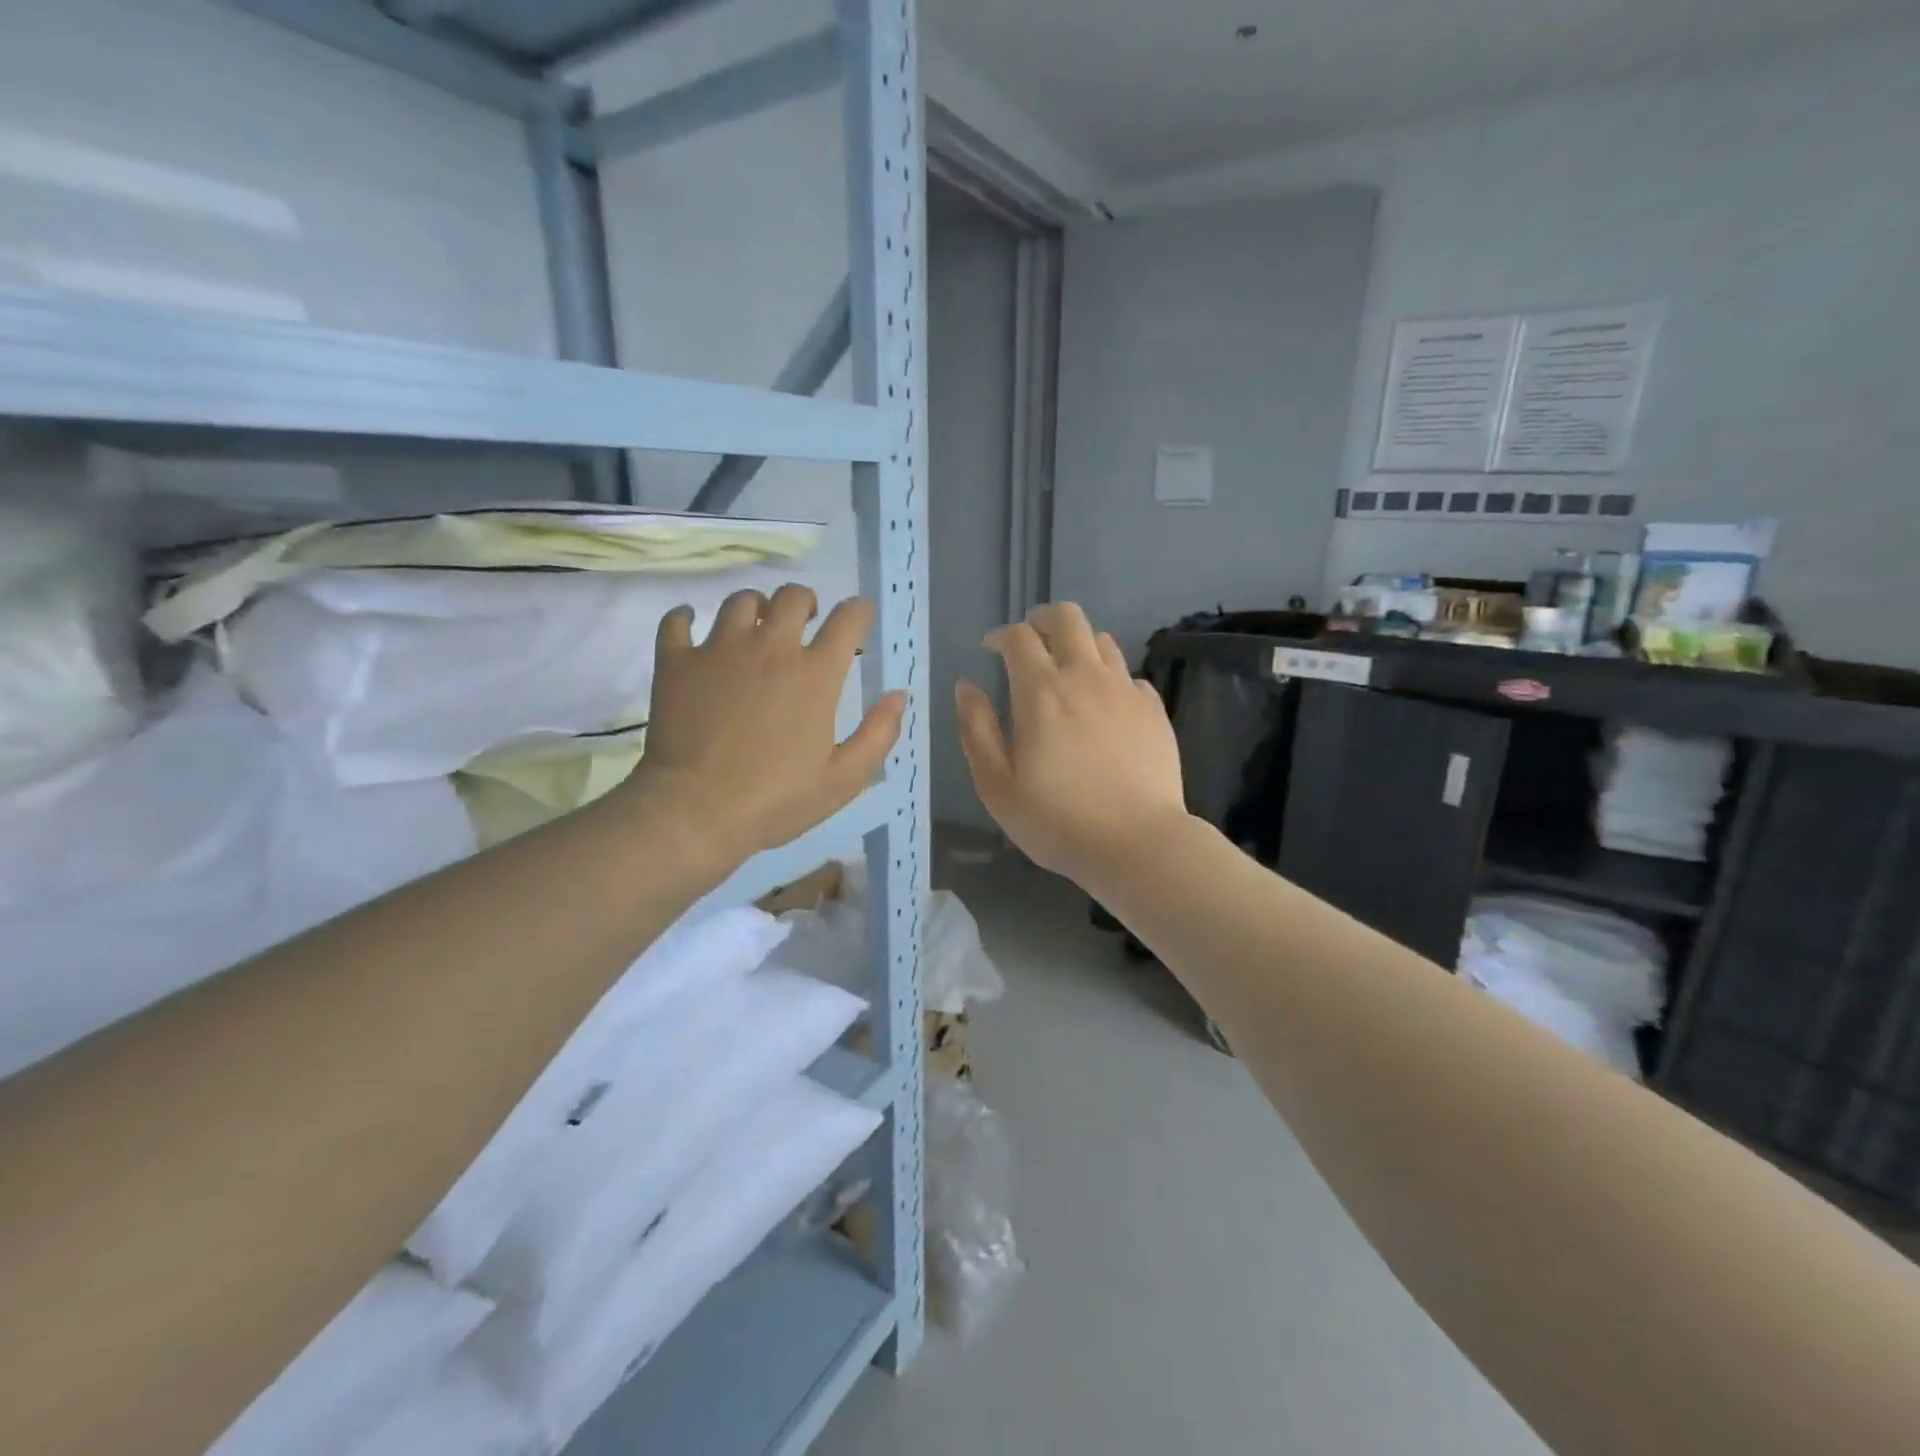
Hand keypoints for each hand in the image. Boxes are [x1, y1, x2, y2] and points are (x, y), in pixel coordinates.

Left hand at [624, 583, 903, 869]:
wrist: (695, 812)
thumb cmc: (776, 800)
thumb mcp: (844, 779)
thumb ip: (879, 734)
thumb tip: (898, 695)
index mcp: (815, 674)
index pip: (847, 620)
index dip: (859, 612)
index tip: (859, 617)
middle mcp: (770, 648)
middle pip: (792, 597)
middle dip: (806, 602)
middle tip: (805, 622)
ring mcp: (719, 650)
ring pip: (740, 601)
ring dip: (755, 607)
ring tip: (755, 627)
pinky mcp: (677, 662)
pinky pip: (677, 621)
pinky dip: (686, 617)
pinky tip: (691, 625)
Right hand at [956, 602, 1187, 886]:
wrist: (1137, 844)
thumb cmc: (1057, 820)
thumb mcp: (997, 785)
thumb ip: (977, 729)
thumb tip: (966, 687)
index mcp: (1041, 691)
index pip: (1018, 637)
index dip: (1000, 635)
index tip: (990, 649)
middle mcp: (1085, 677)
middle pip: (1067, 617)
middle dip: (1043, 619)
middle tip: (1031, 641)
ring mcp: (1125, 690)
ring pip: (1102, 641)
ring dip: (1079, 646)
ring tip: (1068, 673)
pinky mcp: (1154, 710)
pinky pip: (1130, 676)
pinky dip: (1111, 679)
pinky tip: (1105, 707)